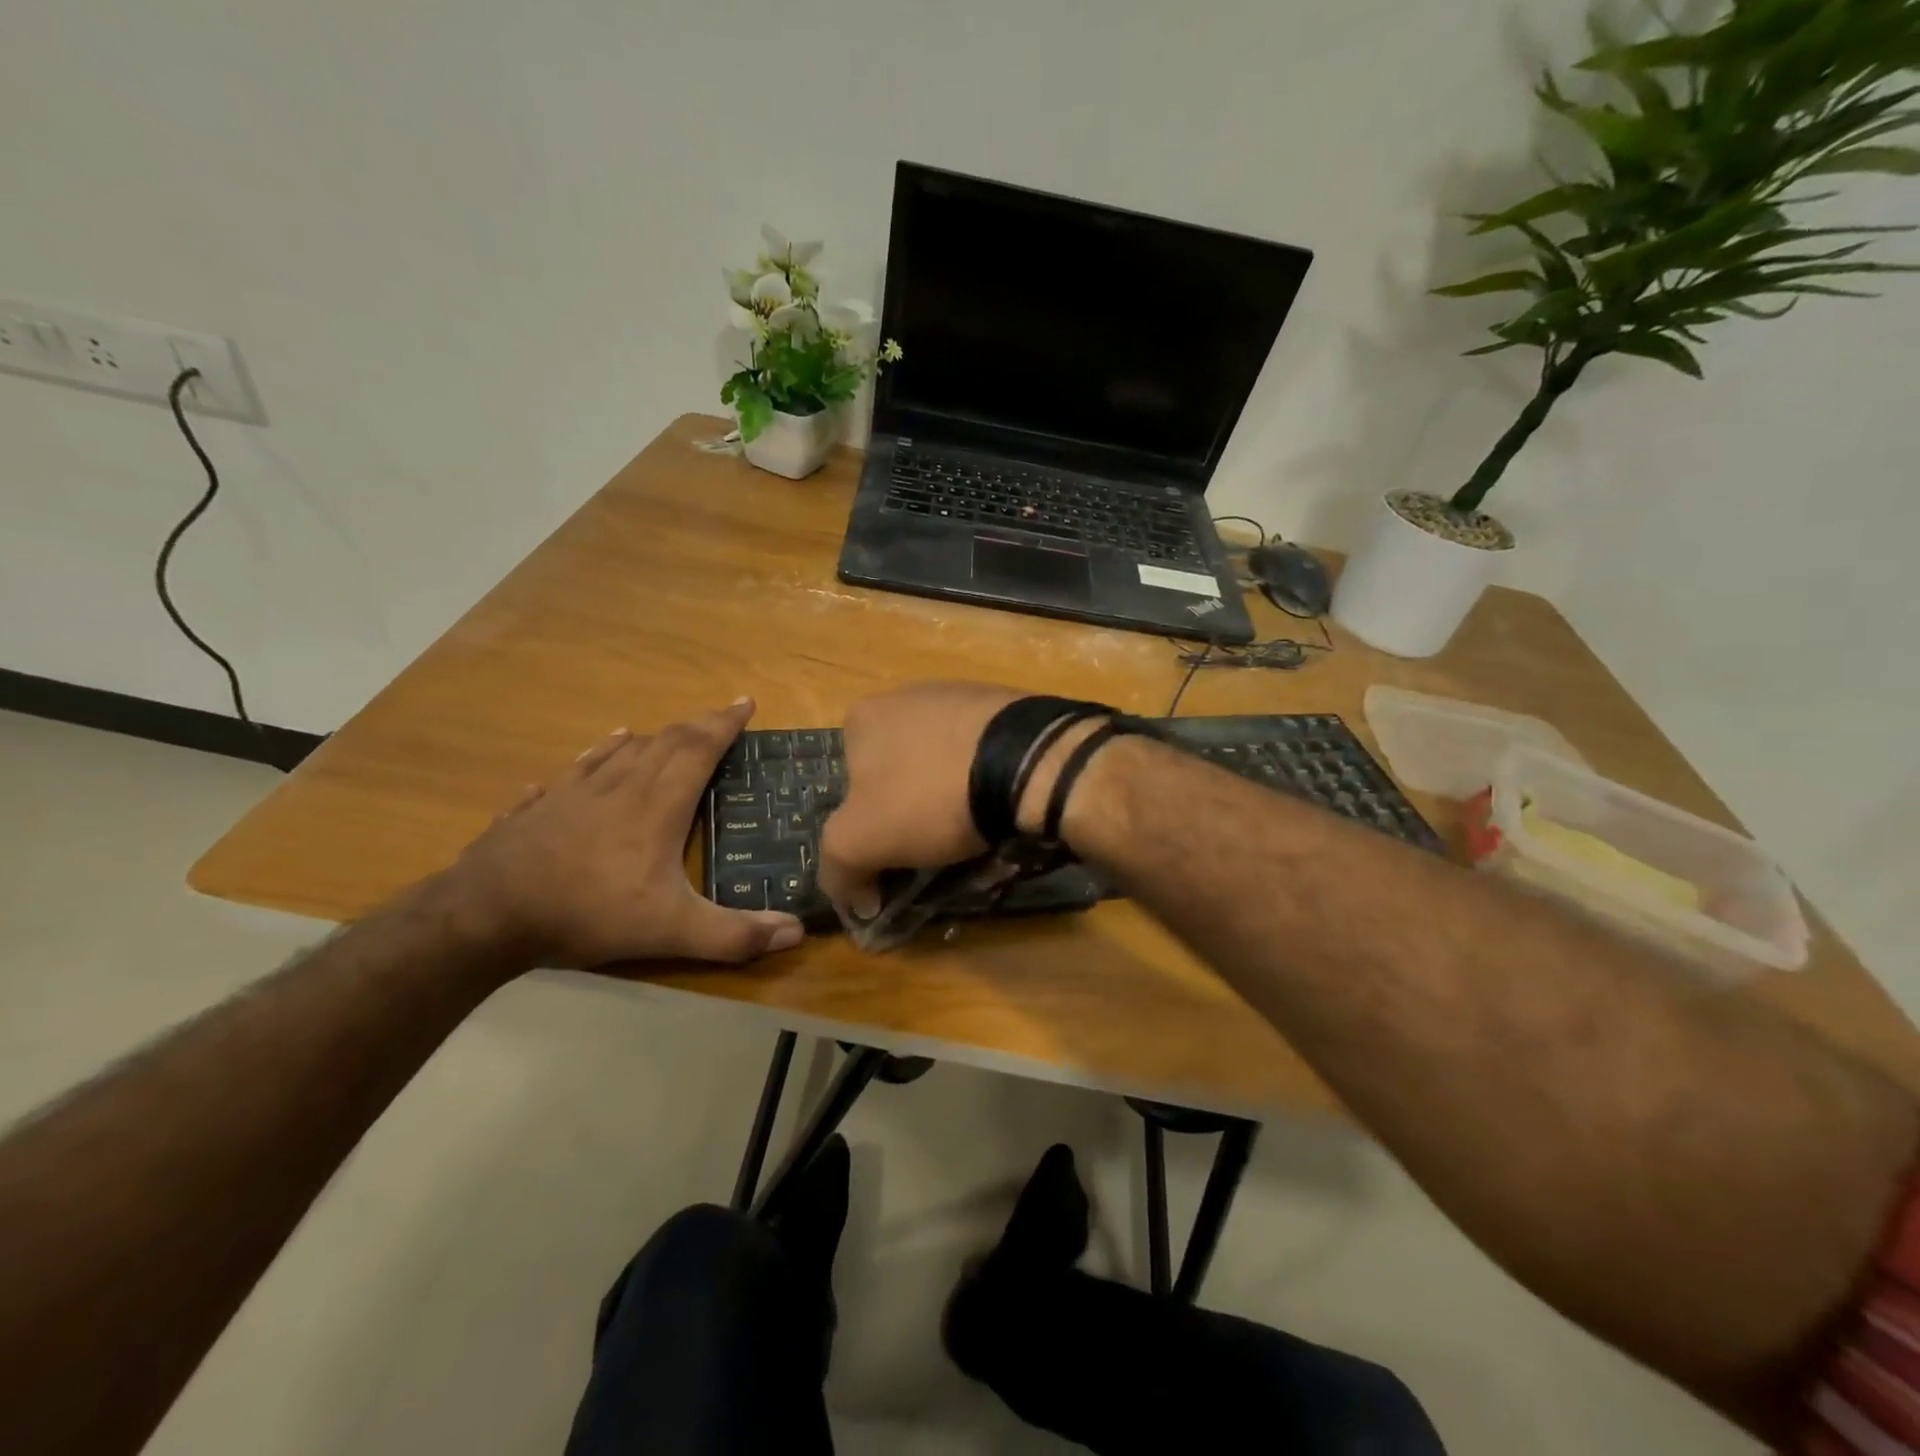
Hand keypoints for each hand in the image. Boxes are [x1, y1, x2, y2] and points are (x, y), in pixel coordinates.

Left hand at [446, 699, 804, 969]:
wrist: (487, 913)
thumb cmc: (588, 911)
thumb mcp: (671, 930)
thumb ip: (735, 934)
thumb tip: (796, 931)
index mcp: (657, 804)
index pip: (699, 749)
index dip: (725, 724)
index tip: (745, 704)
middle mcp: (620, 785)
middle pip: (665, 741)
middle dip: (698, 725)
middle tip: (720, 718)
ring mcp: (575, 792)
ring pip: (621, 751)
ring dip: (652, 738)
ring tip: (667, 734)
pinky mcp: (540, 806)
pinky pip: (575, 770)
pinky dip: (595, 756)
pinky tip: (595, 754)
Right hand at [817, 681, 1022, 919]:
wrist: (1026, 762)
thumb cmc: (930, 795)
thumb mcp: (860, 840)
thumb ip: (839, 867)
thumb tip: (856, 897)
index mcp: (864, 717)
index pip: (851, 783)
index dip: (869, 824)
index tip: (895, 852)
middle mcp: (907, 694)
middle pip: (899, 769)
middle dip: (912, 807)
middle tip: (937, 843)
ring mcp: (960, 695)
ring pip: (943, 760)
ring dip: (951, 793)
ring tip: (976, 825)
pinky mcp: (1006, 706)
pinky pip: (985, 751)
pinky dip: (988, 777)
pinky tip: (1003, 801)